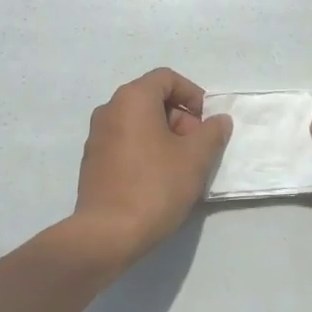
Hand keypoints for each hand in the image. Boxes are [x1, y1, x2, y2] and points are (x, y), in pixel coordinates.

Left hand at [73, 68, 232, 264]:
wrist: (108, 233)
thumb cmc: (155, 186)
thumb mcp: (195, 158)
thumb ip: (212, 133)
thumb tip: (219, 121)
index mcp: (132, 99)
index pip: (166, 78)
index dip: (192, 94)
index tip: (207, 122)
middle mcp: (109, 109)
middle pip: (151, 99)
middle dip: (180, 118)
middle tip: (198, 148)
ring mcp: (96, 136)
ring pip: (138, 123)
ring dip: (165, 136)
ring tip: (182, 167)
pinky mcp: (92, 161)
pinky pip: (125, 142)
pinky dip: (146, 149)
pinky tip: (159, 179)